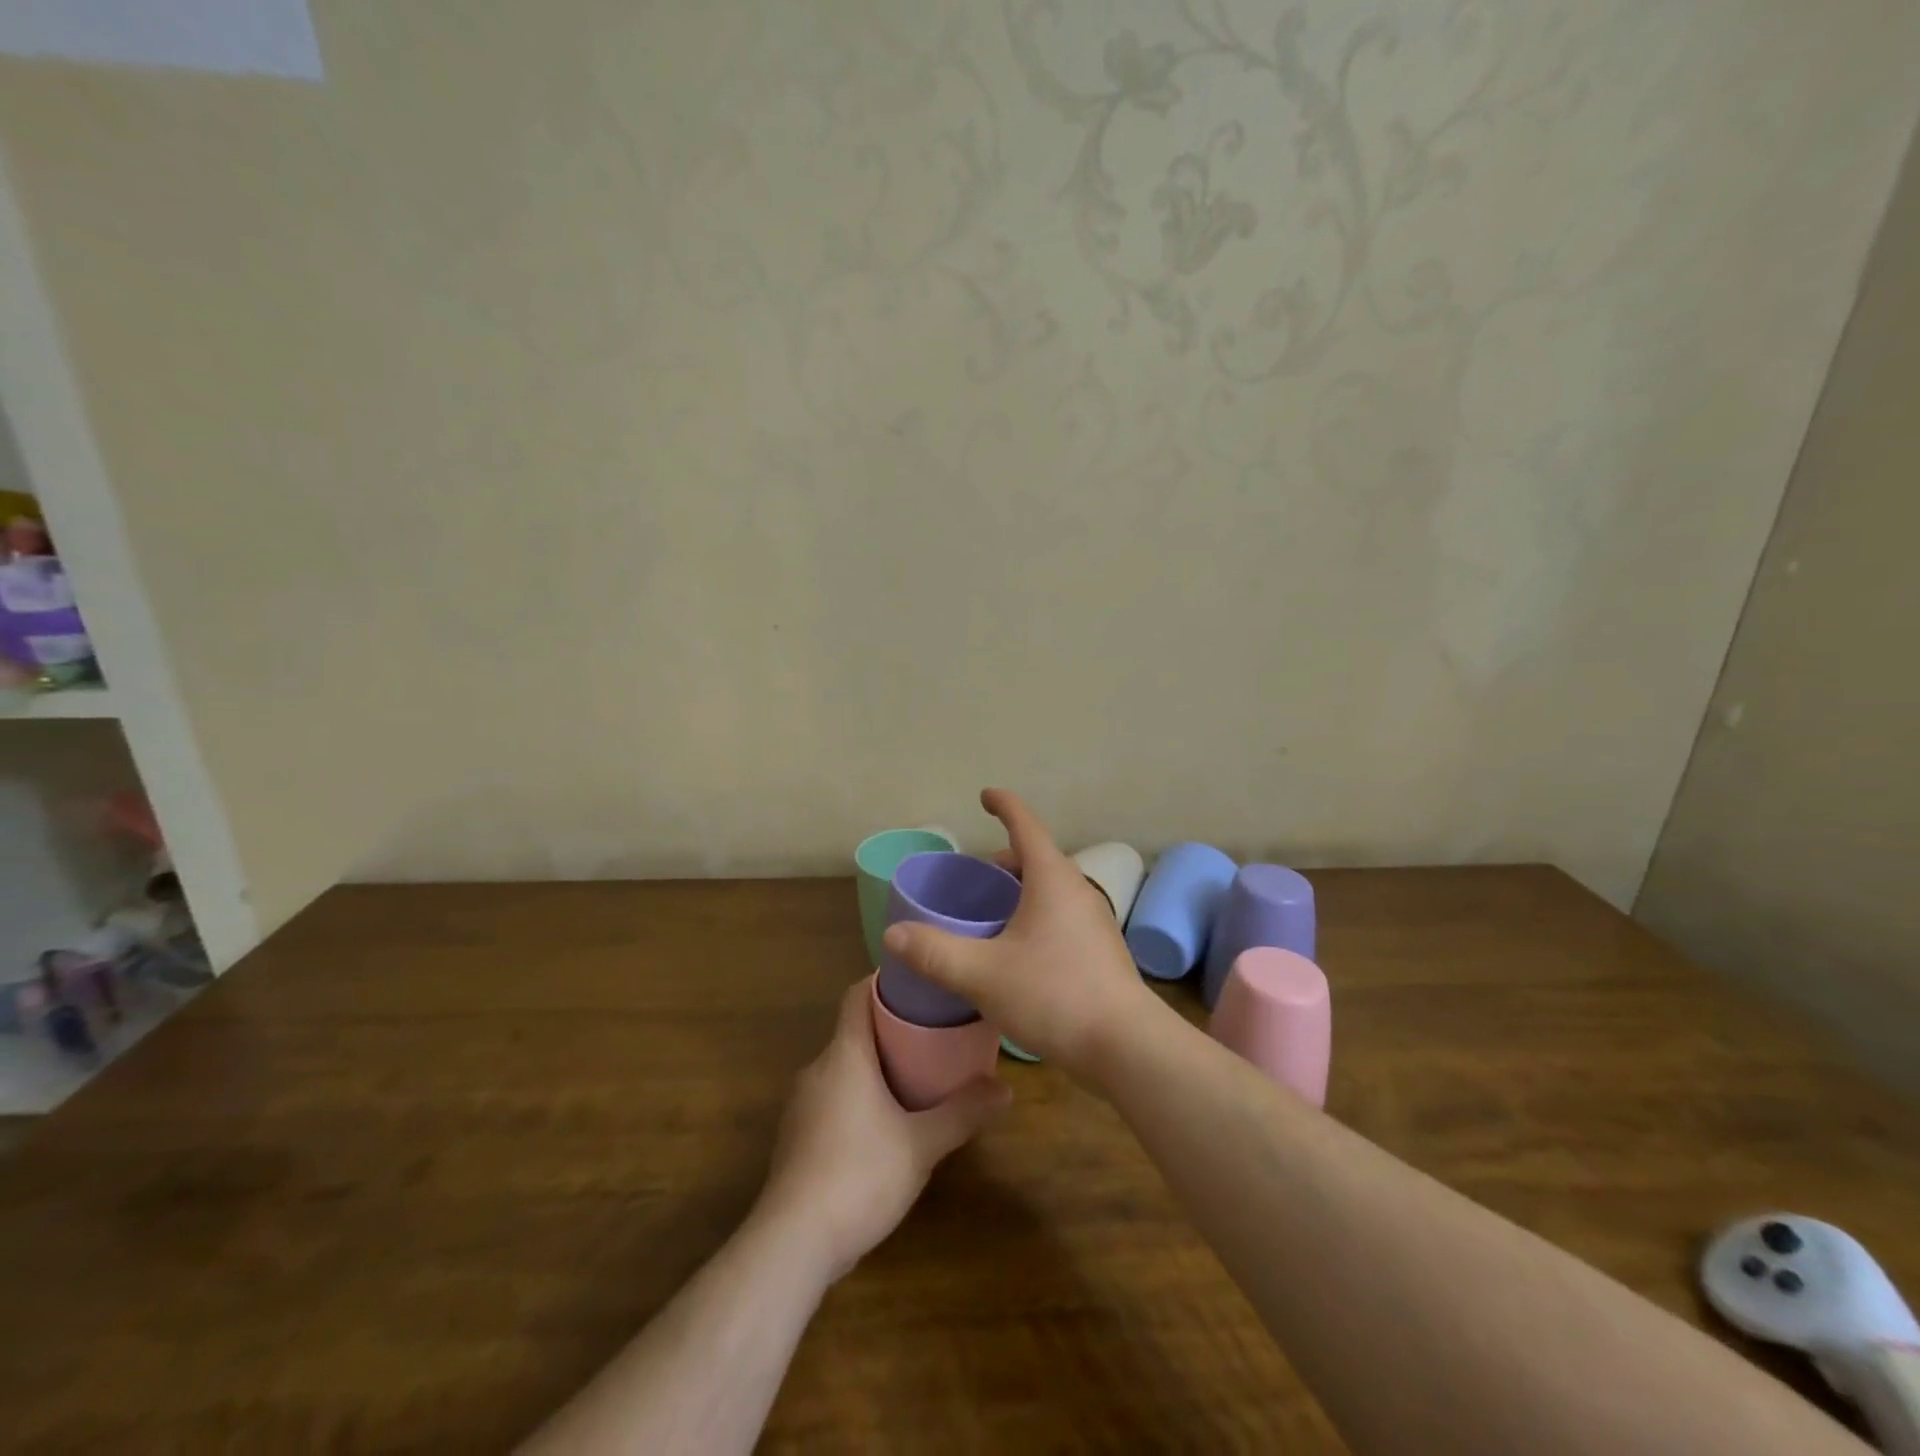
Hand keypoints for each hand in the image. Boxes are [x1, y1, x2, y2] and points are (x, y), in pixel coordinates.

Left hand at [758, 980, 1009, 1280]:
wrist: (792, 1243)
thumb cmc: (859, 1176)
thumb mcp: (921, 1145)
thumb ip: (963, 1113)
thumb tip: (1006, 1089)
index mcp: (845, 1055)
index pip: (857, 995)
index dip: (885, 982)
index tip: (919, 983)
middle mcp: (817, 1069)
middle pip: (854, 1030)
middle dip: (890, 1028)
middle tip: (933, 1033)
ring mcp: (801, 1104)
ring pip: (842, 1067)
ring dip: (874, 1065)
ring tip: (915, 1074)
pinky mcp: (796, 1136)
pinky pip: (831, 1097)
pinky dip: (857, 1095)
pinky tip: (883, 1122)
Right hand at [882, 788, 1163, 1079]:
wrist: (1126, 1046)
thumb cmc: (1054, 995)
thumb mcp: (983, 974)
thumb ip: (935, 952)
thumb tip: (893, 935)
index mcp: (1052, 878)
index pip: (1025, 825)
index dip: (1004, 805)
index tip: (985, 795)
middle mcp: (1078, 890)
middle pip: (1037, 859)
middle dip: (1003, 861)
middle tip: (973, 877)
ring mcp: (1094, 921)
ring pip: (1050, 890)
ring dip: (1020, 892)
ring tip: (989, 915)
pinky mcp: (1100, 950)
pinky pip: (1060, 916)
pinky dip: (1034, 916)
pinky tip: (1017, 951)